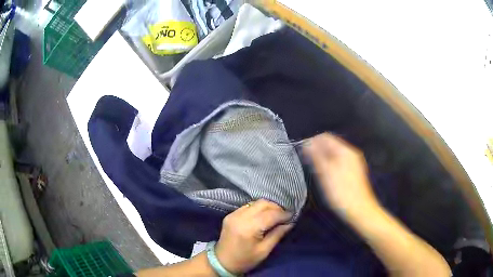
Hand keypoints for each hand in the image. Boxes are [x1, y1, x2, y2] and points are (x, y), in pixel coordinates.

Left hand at [215, 199, 293, 273]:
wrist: (222, 261)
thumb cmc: (245, 260)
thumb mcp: (264, 251)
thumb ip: (277, 235)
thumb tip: (290, 223)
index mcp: (248, 228)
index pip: (271, 214)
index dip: (284, 214)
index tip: (293, 216)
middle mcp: (240, 217)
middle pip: (263, 203)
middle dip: (277, 207)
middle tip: (285, 215)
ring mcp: (233, 214)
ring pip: (255, 202)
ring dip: (268, 206)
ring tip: (276, 215)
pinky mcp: (230, 215)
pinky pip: (248, 206)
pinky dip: (258, 208)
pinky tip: (263, 215)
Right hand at [303, 133, 378, 220]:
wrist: (360, 210)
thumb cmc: (342, 192)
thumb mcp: (326, 174)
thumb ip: (316, 156)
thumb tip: (307, 143)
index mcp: (345, 151)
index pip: (325, 137)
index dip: (312, 142)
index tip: (302, 152)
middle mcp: (351, 153)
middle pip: (331, 145)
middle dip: (318, 150)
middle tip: (307, 161)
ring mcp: (353, 163)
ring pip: (334, 154)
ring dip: (323, 158)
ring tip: (314, 169)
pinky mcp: (353, 172)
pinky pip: (339, 162)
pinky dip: (330, 165)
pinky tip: (325, 175)